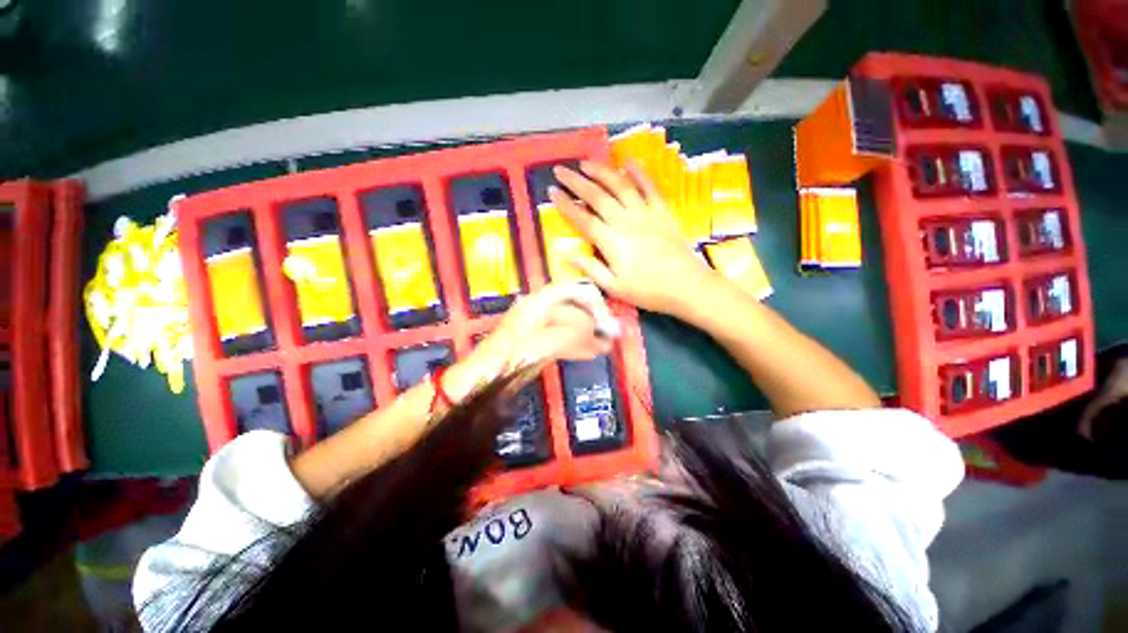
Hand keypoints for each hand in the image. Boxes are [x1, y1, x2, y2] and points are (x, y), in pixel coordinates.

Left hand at [474, 282, 617, 379]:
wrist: (485, 379)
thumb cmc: (508, 359)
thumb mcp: (544, 344)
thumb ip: (572, 333)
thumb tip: (595, 329)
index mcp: (535, 304)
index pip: (568, 290)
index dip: (589, 298)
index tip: (604, 314)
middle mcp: (537, 312)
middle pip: (571, 309)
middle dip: (592, 321)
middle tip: (610, 333)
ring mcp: (537, 328)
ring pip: (568, 326)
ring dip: (588, 335)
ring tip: (606, 344)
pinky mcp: (537, 344)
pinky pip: (562, 340)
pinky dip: (578, 345)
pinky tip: (592, 351)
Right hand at [548, 162, 716, 316]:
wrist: (687, 286)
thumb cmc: (648, 291)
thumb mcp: (615, 287)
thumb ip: (591, 270)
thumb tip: (568, 256)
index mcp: (611, 242)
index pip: (583, 219)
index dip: (565, 205)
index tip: (551, 192)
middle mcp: (625, 222)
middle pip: (597, 197)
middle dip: (576, 182)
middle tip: (561, 169)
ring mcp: (645, 213)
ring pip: (620, 186)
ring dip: (602, 172)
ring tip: (586, 163)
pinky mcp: (662, 211)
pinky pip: (649, 187)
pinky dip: (639, 172)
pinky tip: (628, 161)